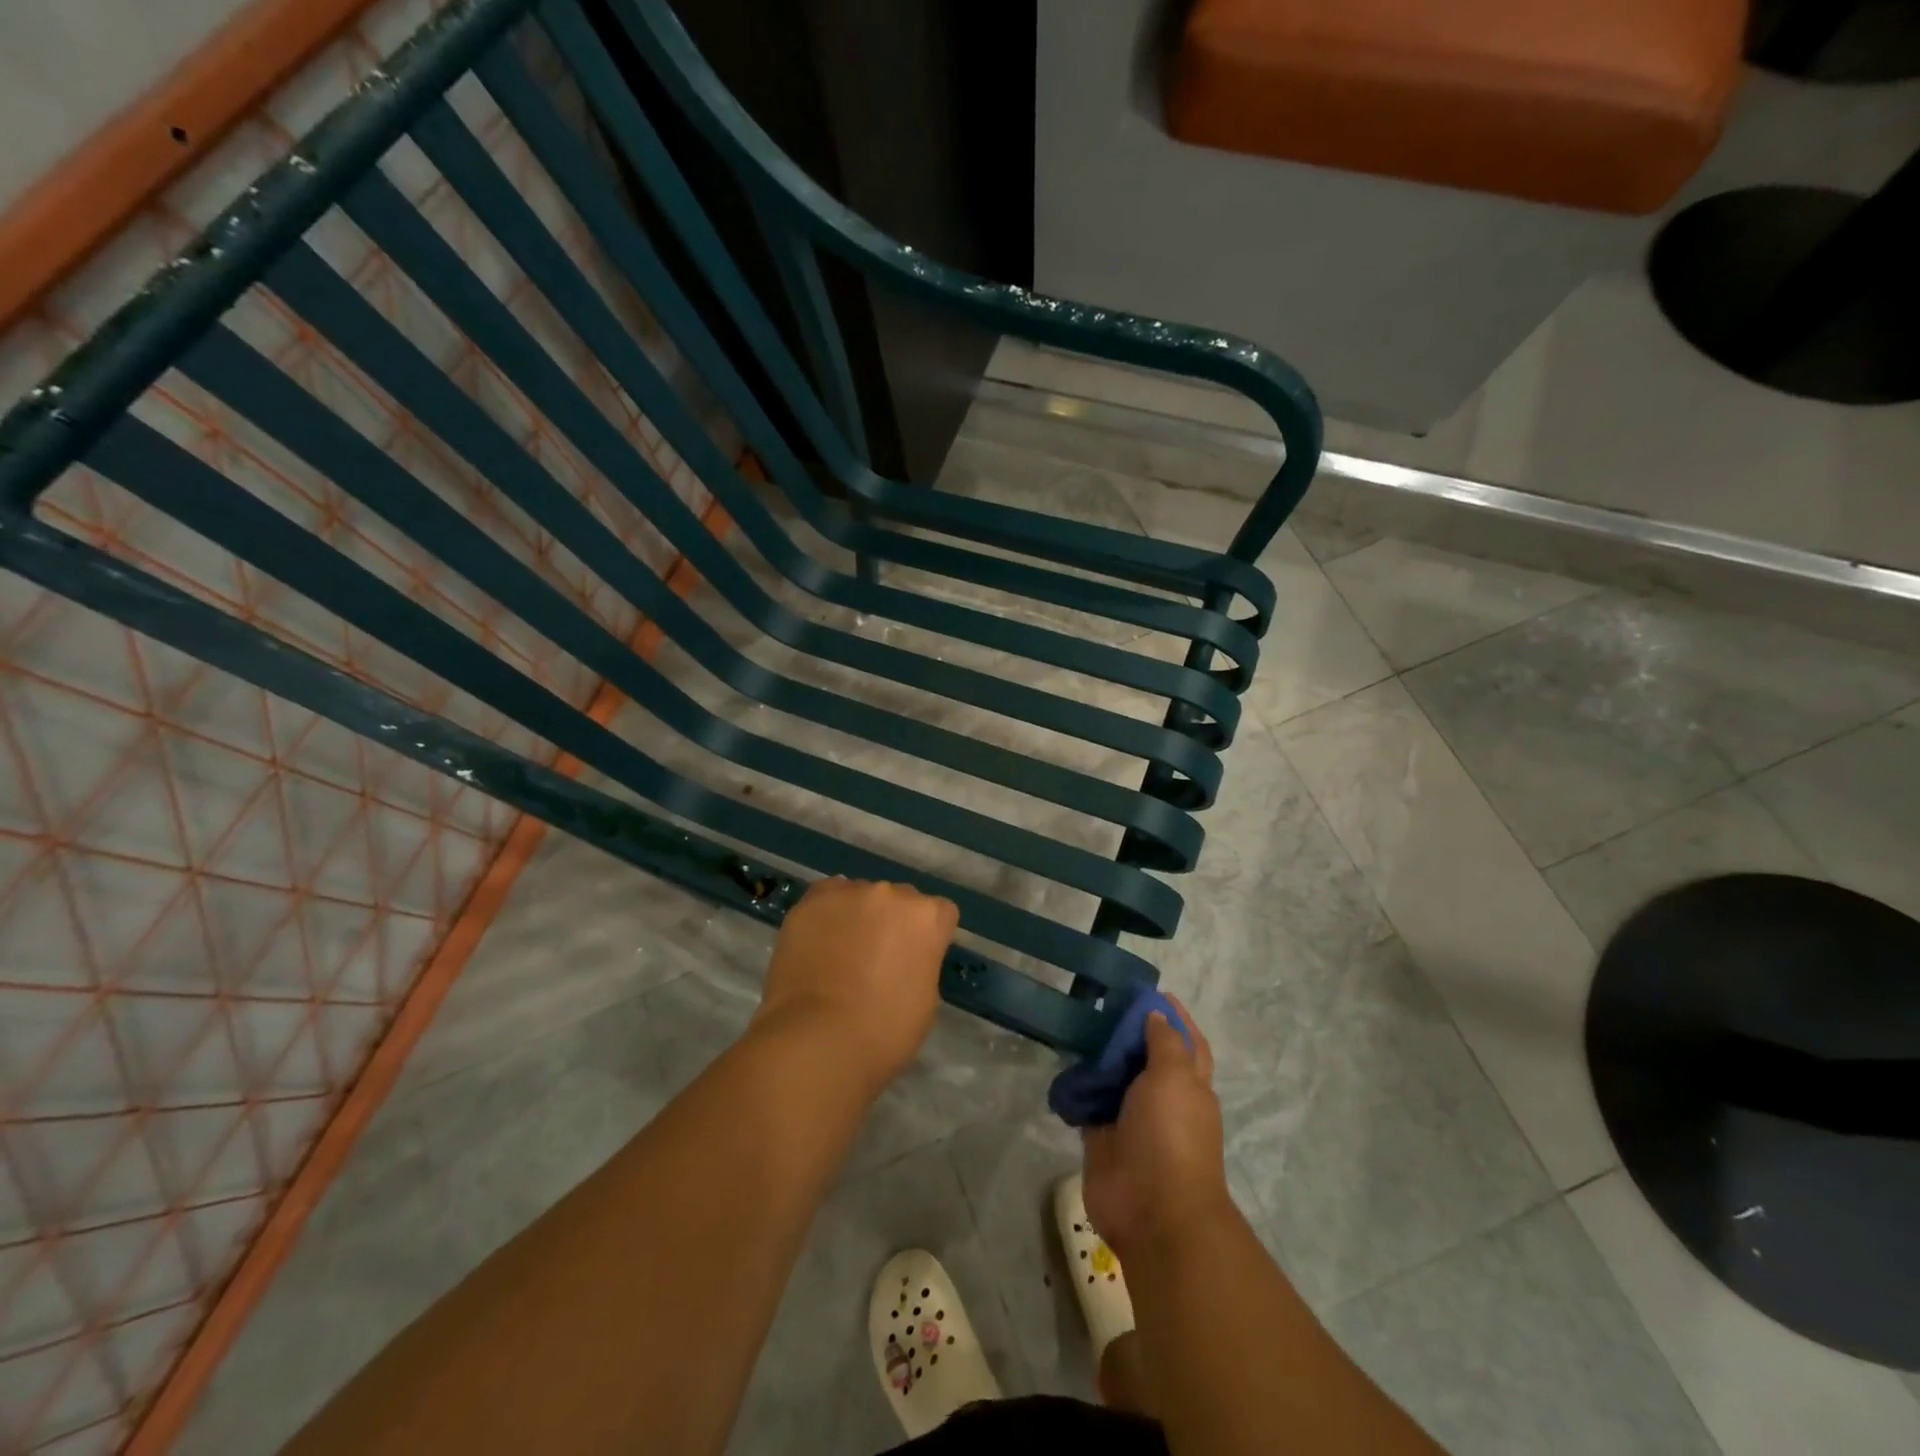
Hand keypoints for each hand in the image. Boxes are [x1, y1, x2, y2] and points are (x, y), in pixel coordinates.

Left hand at [752, 878, 957, 1092]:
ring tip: (840, 954)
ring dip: (858, 917)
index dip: (928, 937)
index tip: (914, 961)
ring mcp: (849, 893)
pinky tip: (818, 944)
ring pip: (861, 897)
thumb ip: (920, 963)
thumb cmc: (884, 1031)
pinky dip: (827, 916)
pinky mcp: (812, 900)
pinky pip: (827, 898)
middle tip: (876, 959)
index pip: (939, 913)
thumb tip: (902, 959)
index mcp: (927, 917)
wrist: (818, 1039)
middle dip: (892, 923)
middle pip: (899, 900)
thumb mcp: (925, 999)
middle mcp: (891, 894)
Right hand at [1082, 998, 1233, 1259]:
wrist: (1153, 1210)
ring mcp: (1132, 1118)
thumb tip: (1155, 1013)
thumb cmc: (1172, 1136)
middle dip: (1128, 1031)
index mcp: (1190, 1084)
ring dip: (1099, 1056)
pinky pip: (1088, 1102)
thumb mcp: (1175, 1077)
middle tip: (1099, 1002)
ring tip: (1075, 1025)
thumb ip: (1164, 1042)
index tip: (1147, 990)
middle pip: (1146, 1055)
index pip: (1186, 1040)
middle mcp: (1163, 1098)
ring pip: (1115, 1077)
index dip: (1173, 1016)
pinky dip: (1077, 1086)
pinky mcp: (1102, 1136)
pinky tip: (1062, 1064)